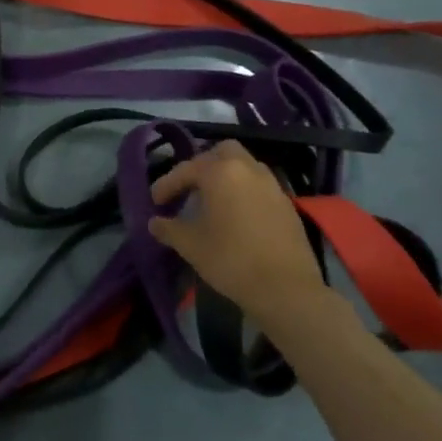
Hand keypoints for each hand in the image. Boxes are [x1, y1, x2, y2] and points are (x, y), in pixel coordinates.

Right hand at [148, 141, 330, 329]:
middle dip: (202, 166)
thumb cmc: (230, 260)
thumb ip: (169, 229)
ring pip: (244, 166)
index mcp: (221, 173)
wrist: (285, 288)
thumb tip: (155, 223)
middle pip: (222, 152)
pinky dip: (243, 191)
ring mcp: (272, 185)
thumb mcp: (190, 245)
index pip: (186, 169)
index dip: (167, 184)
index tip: (155, 202)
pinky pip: (259, 185)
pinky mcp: (287, 204)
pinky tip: (235, 215)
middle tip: (188, 189)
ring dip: (225, 176)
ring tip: (211, 201)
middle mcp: (248, 170)